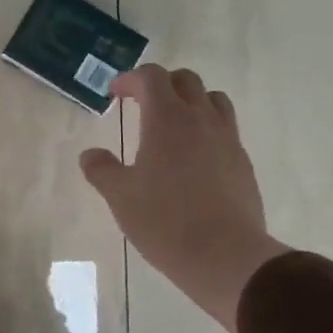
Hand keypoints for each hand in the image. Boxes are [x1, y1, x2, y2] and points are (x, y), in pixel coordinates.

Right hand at [80, 65, 288, 332]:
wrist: (225, 255)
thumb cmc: (164, 221)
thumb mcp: (120, 196)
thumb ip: (101, 169)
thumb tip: (90, 154)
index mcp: (167, 118)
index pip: (151, 77)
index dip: (130, 79)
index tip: (115, 93)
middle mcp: (201, 119)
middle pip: (186, 80)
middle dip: (161, 84)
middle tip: (142, 104)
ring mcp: (227, 139)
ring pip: (213, 100)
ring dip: (191, 101)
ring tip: (173, 125)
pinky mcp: (243, 162)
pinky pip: (225, 129)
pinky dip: (207, 129)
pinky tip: (194, 158)